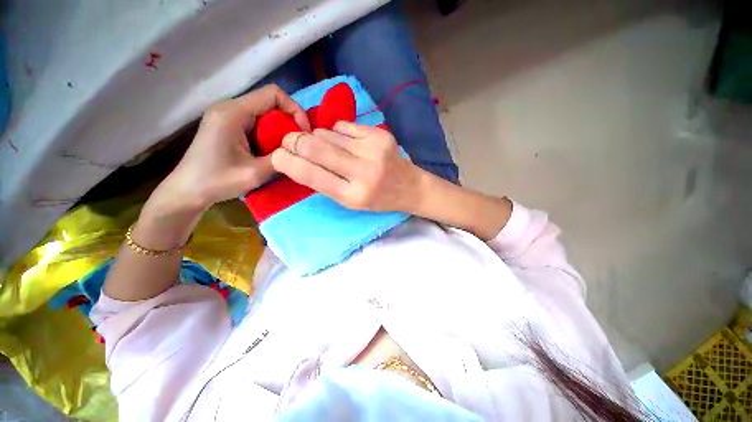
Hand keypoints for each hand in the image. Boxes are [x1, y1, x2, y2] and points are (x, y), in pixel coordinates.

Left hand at [153, 84, 309, 213]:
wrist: (187, 191)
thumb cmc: (217, 182)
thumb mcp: (255, 173)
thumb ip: (280, 158)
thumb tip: (299, 151)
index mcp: (234, 113)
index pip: (273, 94)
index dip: (295, 109)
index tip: (304, 132)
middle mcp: (229, 107)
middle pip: (269, 102)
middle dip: (289, 121)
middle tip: (298, 144)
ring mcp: (227, 115)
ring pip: (264, 112)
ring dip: (280, 128)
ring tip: (287, 148)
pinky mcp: (227, 125)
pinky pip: (256, 121)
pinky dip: (269, 133)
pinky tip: (272, 149)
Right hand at [271, 122, 425, 212]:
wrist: (410, 187)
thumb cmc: (378, 200)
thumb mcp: (350, 202)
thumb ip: (324, 183)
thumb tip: (297, 159)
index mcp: (353, 196)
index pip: (311, 175)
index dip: (287, 162)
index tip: (276, 155)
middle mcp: (363, 172)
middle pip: (316, 147)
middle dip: (295, 141)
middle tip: (289, 141)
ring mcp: (373, 150)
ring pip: (327, 133)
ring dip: (317, 137)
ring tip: (323, 145)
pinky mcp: (380, 134)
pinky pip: (344, 126)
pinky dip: (336, 132)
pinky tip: (343, 141)